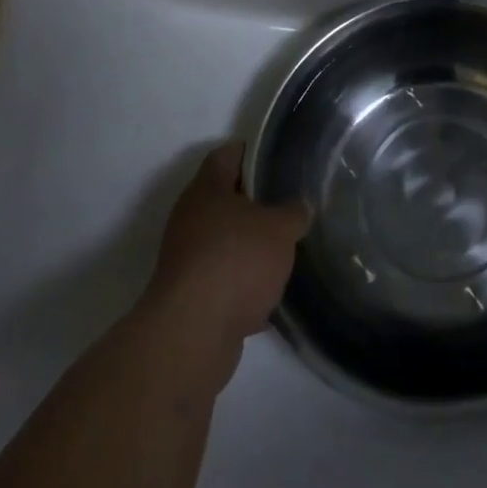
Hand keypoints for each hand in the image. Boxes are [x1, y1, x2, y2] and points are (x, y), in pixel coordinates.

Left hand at [144, 142, 311, 368]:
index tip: (278, 155)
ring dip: (248, 245)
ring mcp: (185, 258)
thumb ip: (294, 213)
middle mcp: (190, 217)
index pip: (227, 154)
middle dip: (255, 202)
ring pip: (223, 240)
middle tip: (289, 202)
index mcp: (207, 189)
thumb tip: (301, 205)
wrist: (193, 335)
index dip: (252, 151)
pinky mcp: (189, 297)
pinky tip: (268, 293)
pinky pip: (221, 279)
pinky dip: (242, 283)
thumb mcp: (280, 229)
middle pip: (224, 198)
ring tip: (284, 248)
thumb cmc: (236, 261)